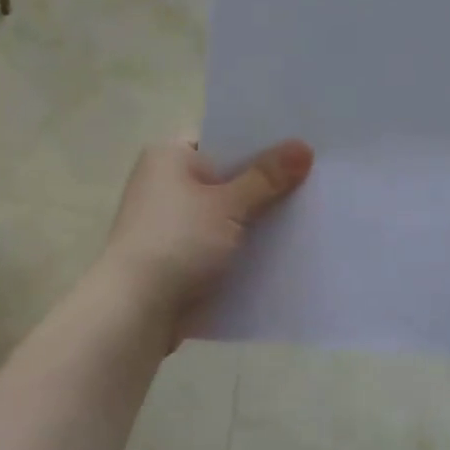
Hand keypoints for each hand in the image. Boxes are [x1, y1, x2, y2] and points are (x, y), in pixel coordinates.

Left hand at [100, 137, 313, 335]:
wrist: (136, 310)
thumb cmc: (179, 242)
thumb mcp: (228, 204)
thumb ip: (267, 177)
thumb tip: (304, 146)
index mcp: (168, 156)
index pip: (221, 139)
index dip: (260, 144)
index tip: (300, 149)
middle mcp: (163, 184)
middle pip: (225, 178)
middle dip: (263, 186)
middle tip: (313, 183)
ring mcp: (168, 223)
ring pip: (223, 215)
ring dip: (254, 221)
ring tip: (305, 217)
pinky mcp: (175, 258)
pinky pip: (217, 245)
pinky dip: (240, 248)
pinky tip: (278, 253)